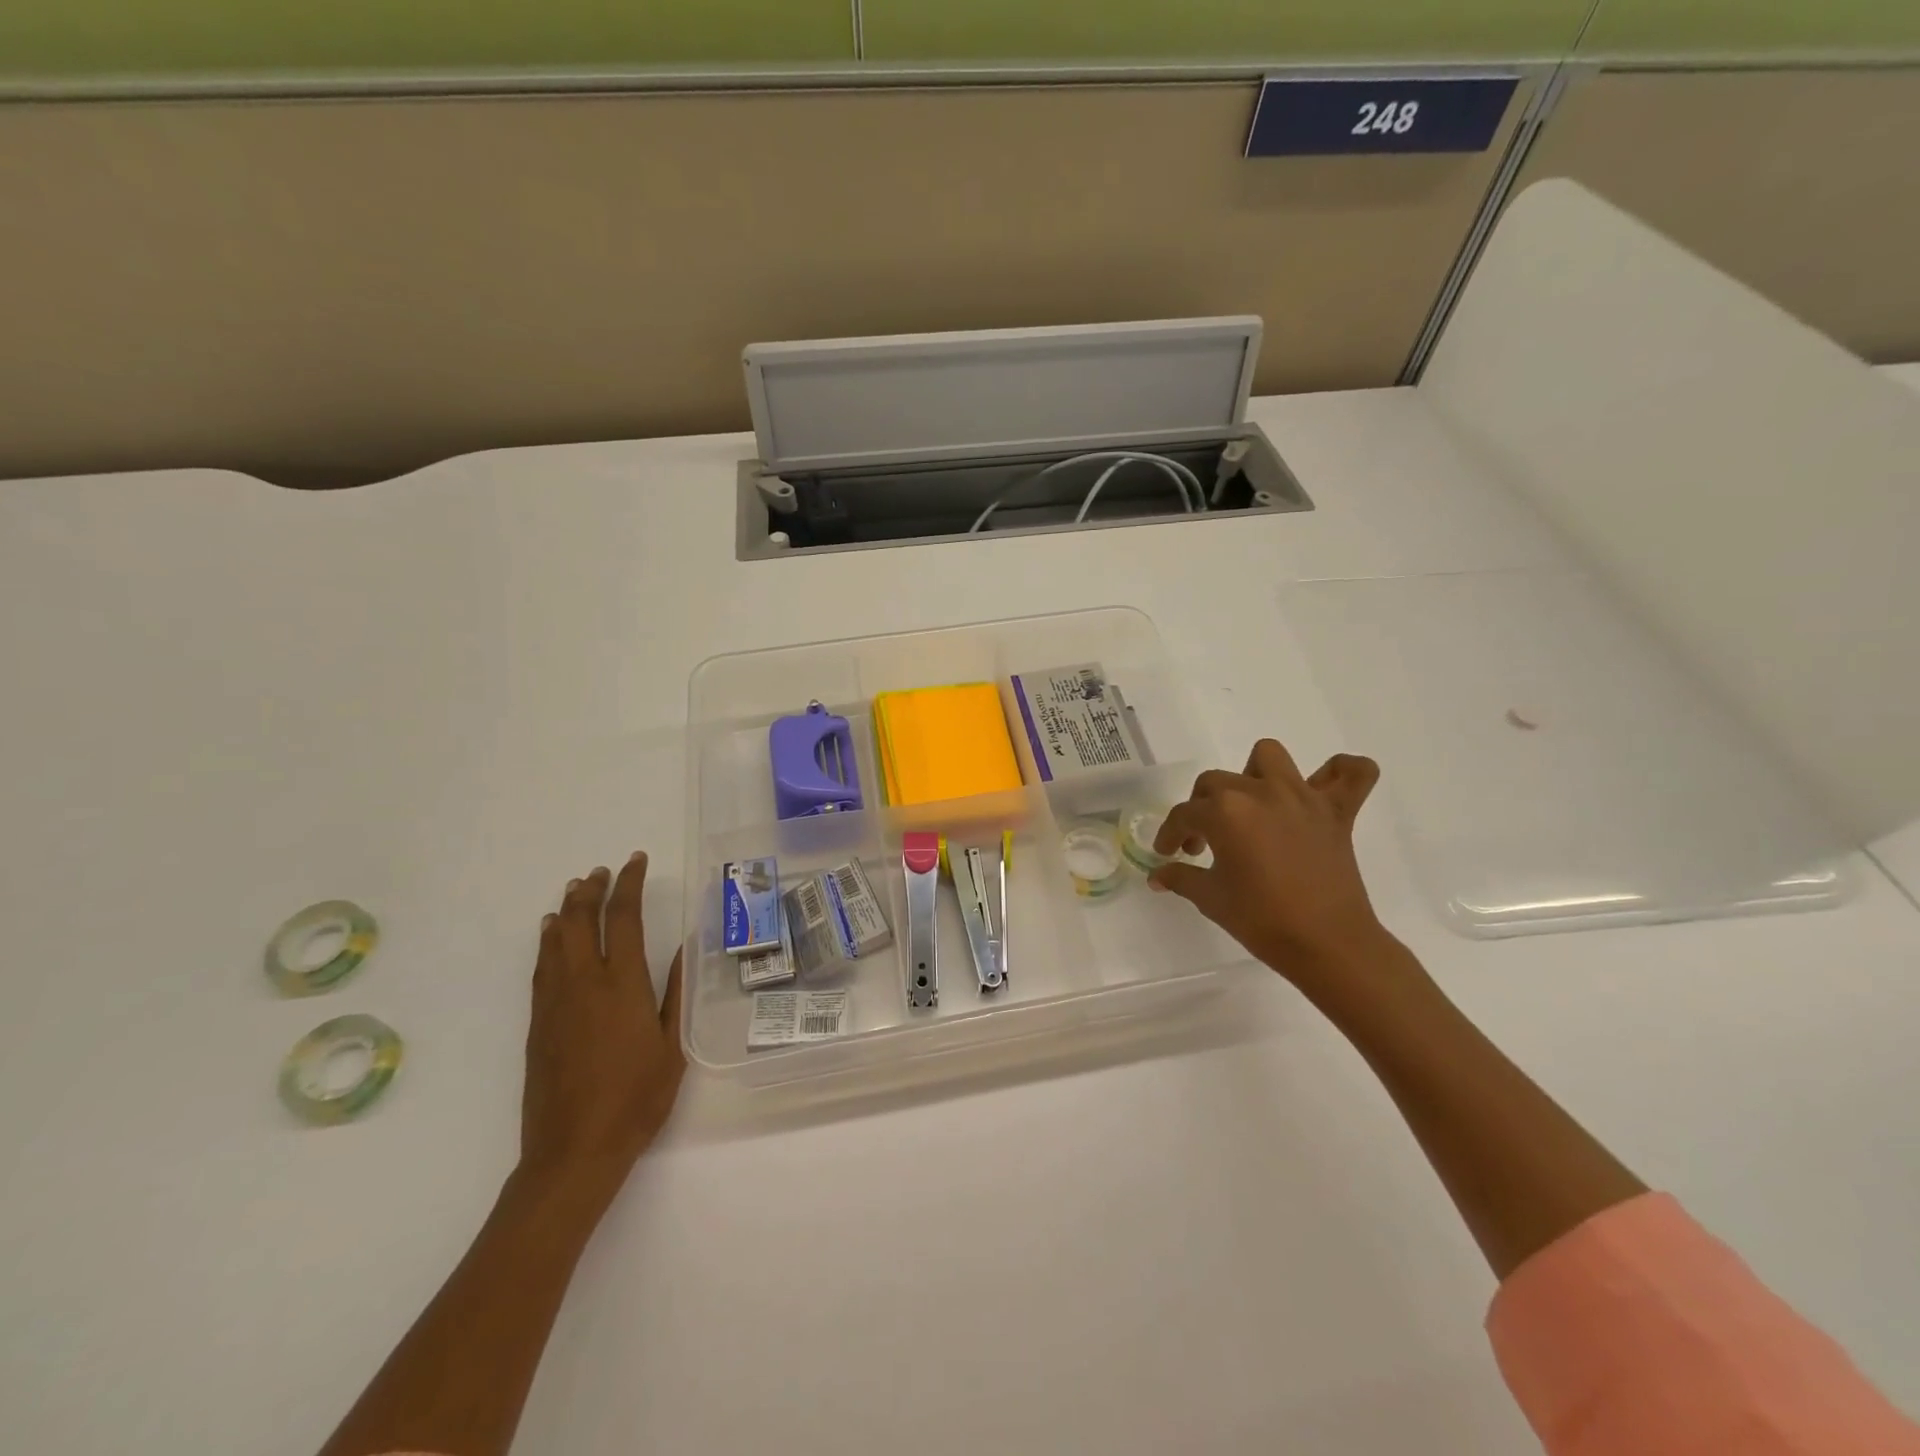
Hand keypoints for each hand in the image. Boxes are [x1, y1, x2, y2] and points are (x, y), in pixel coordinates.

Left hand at [519, 852, 685, 1211]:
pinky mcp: (537, 1023)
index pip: (624, 917)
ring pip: (556, 940)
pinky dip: (547, 942)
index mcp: (622, 984)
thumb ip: (677, 992)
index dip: (630, 884)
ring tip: (576, 889)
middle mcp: (584, 982)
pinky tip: (551, 935)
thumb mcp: (673, 1045)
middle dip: (592, 889)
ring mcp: (554, 1002)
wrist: (574, 1150)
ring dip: (567, 909)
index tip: (636, 862)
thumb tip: (687, 946)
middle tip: (603, 871)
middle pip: (581, 920)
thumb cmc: (636, 1098)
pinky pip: (541, 967)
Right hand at [1150, 740, 1389, 990]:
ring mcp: (1301, 798)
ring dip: (1254, 774)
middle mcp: (1260, 792)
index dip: (1171, 834)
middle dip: (1202, 808)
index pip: (1185, 814)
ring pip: (1270, 757)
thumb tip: (1157, 875)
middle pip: (1216, 783)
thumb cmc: (1261, 921)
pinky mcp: (1336, 812)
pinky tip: (1323, 788)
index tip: (1167, 852)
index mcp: (1225, 812)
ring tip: (1252, 805)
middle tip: (1204, 843)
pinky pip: (1353, 774)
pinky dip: (1341, 772)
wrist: (1327, 945)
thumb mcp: (1210, 899)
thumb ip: (1180, 878)